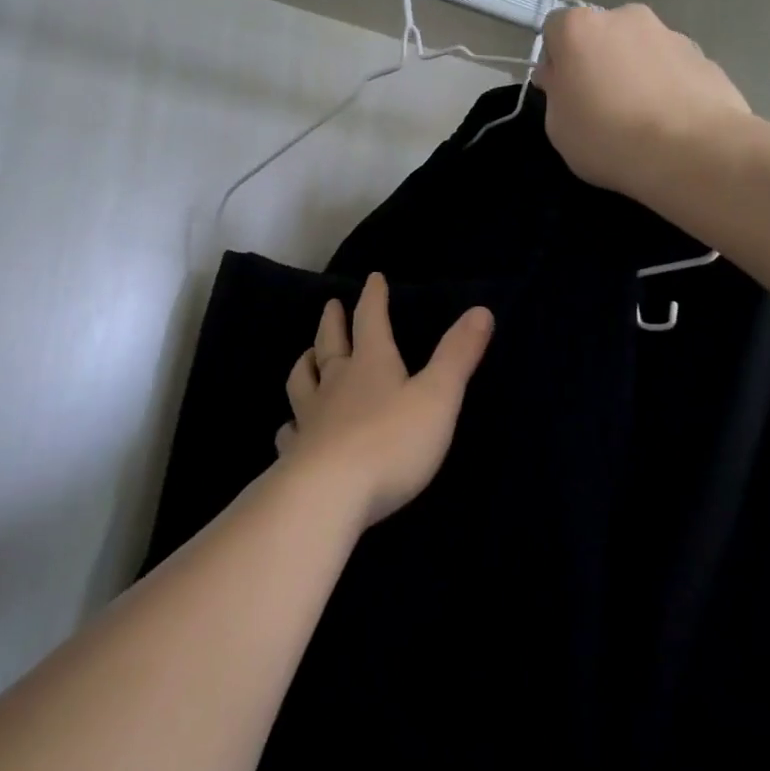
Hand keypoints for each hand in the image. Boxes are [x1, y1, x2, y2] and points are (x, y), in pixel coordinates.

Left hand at [275, 273, 493, 526]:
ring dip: (306, 363)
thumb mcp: (437, 397)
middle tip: (330, 305)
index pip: (371, 320)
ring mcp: (311, 417)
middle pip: (330, 343)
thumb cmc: (391, 442)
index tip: (373, 277)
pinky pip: (289, 431)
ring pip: (302, 380)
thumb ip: (457, 356)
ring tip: (307, 355)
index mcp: (371, 364)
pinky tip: (289, 427)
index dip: (374, 298)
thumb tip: (480, 311)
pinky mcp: (296, 452)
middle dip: (333, 322)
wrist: (329, 493)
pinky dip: (289, 424)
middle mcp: (336, 383)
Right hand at [534, 3, 752, 199]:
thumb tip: (564, 78)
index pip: (556, 28)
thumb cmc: (608, 138)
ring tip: (641, 118)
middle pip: (602, 34)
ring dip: (635, 72)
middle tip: (601, 105)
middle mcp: (626, 17)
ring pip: (640, 49)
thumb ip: (556, 93)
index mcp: (580, 28)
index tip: (563, 91)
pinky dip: (667, 86)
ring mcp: (670, 34)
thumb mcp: (557, 127)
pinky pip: (672, 68)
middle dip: (599, 61)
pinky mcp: (704, 56)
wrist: (692, 152)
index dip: (557, 60)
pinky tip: (670, 122)